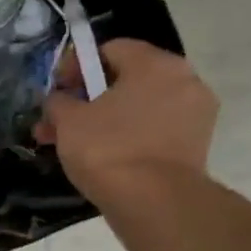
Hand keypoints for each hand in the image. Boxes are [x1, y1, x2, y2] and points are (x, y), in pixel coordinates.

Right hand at [36, 39, 218, 207]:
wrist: (153, 201)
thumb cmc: (107, 147)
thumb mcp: (67, 119)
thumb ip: (59, 101)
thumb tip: (60, 99)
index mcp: (156, 64)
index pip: (110, 49)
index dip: (76, 65)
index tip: (56, 89)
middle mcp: (184, 80)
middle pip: (125, 79)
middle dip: (87, 97)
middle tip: (57, 119)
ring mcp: (194, 114)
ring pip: (137, 107)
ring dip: (102, 119)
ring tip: (68, 143)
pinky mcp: (194, 145)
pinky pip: (152, 128)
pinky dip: (126, 136)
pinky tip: (98, 156)